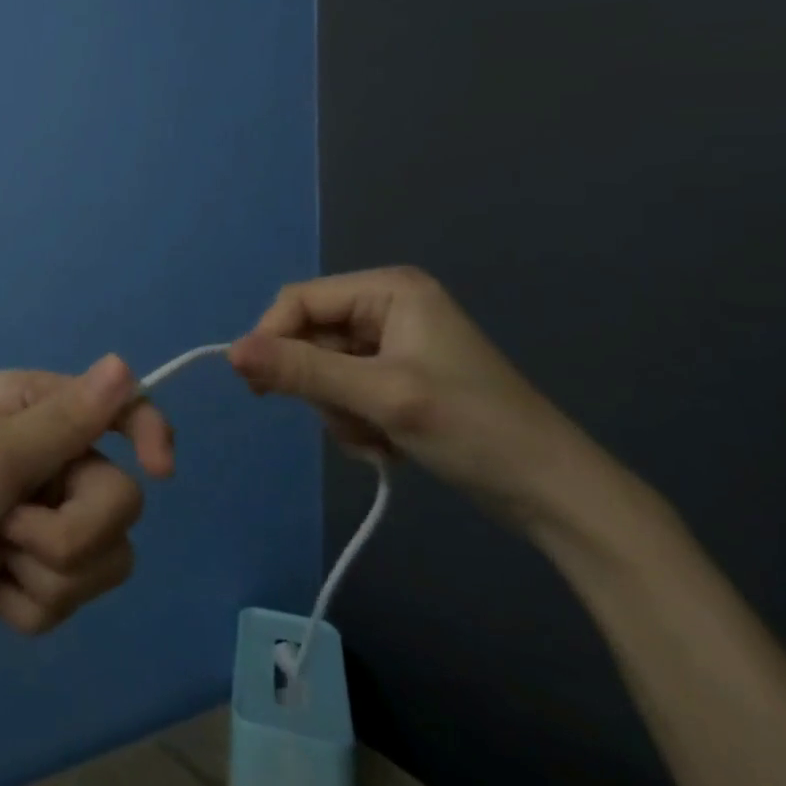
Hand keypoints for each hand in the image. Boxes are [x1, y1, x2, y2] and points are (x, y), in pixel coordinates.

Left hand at [0, 355, 171, 671]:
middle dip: (69, 533)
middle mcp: (44, 454)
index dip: (148, 432)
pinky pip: (72, 594)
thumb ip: (66, 420)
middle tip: (10, 532)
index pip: (118, 406)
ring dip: (46, 575)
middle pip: (119, 498)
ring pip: (103, 555)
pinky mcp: (31, 569)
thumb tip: (124, 362)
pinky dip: (29, 605)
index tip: (160, 472)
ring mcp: (38, 515)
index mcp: (31, 408)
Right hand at [227, 268, 602, 534]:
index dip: (272, 339)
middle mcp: (388, 306)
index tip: (258, 388)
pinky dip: (355, 420)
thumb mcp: (380, 398)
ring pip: (325, 369)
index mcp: (389, 290)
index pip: (300, 301)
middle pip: (311, 336)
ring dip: (338, 409)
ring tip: (376, 439)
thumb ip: (302, 371)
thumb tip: (230, 352)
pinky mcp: (401, 377)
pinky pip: (347, 389)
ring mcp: (395, 343)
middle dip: (320, 386)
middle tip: (346, 422)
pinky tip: (386, 445)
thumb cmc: (473, 431)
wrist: (556, 496)